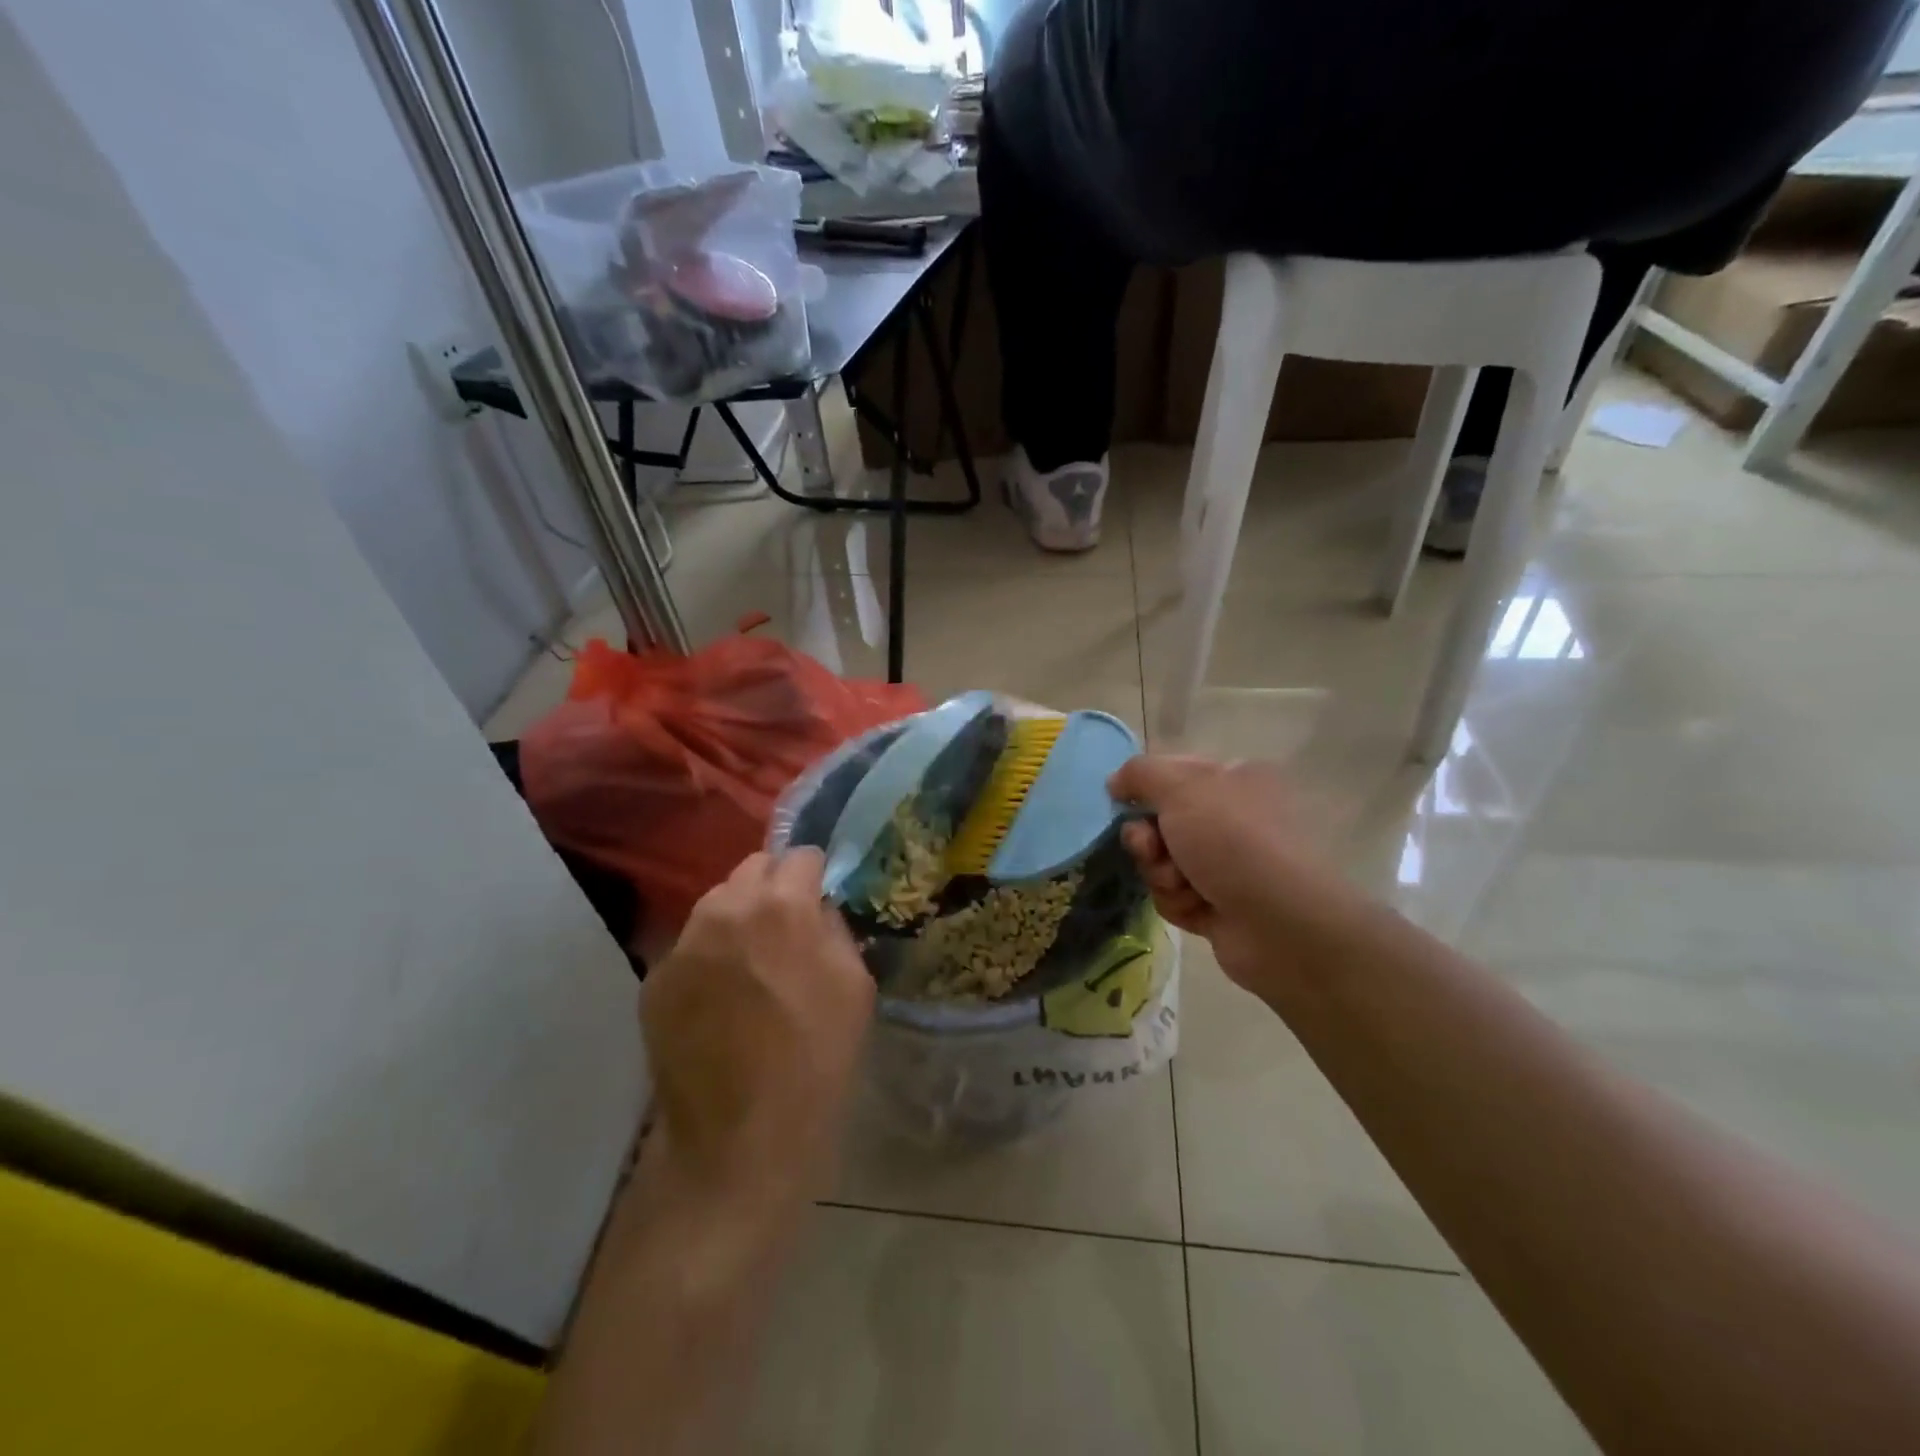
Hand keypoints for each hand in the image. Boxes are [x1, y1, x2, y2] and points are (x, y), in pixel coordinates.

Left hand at [640, 848, 874, 1215]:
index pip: (801, 855)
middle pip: (752, 868)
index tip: (822, 898)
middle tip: (787, 928)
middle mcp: (724, 909)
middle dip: (774, 886)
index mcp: (781, 906)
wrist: (741, 1141)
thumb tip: (817, 907)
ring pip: (716, 904)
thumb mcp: (855, 986)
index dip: (816, 875)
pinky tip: (720, 1000)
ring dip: (738, 918)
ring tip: (751, 964)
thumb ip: (835, 928)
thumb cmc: (817, 1060)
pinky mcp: (655, 980)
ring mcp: (682, 944)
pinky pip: (690, 946)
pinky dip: (709, 956)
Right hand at [1109, 755, 1372, 991]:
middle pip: (1161, 820)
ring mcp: (1229, 865)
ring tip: (1182, 884)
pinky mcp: (1221, 905)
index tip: (1121, 801)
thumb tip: (1116, 782)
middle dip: (1147, 838)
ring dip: (1160, 872)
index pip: (1173, 772)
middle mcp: (1234, 818)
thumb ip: (1140, 773)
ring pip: (1163, 861)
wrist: (1282, 924)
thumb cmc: (1233, 840)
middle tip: (1151, 849)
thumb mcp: (1181, 787)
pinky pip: (1175, 896)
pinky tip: (1197, 907)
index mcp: (1235, 779)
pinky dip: (1178, 901)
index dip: (1143, 787)